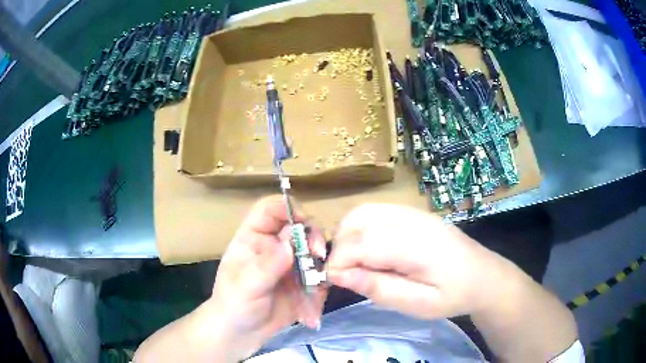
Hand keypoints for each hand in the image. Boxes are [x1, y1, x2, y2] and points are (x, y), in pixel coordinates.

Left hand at [207, 195, 326, 359]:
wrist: (243, 333)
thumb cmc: (234, 304)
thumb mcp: (246, 286)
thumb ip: (267, 266)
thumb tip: (290, 245)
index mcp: (254, 238)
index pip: (270, 210)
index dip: (287, 208)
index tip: (303, 221)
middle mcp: (275, 246)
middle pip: (300, 227)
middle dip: (312, 237)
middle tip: (318, 254)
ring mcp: (292, 264)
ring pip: (315, 250)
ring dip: (321, 263)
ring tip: (318, 285)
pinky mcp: (305, 282)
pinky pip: (320, 276)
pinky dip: (322, 287)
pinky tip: (312, 307)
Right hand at [326, 204, 510, 319]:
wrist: (483, 275)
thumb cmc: (453, 296)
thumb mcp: (418, 304)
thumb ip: (379, 288)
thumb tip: (338, 275)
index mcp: (416, 245)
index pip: (362, 243)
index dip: (338, 262)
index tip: (333, 282)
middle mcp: (411, 219)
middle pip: (357, 221)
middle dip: (340, 249)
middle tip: (345, 276)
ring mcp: (412, 212)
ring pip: (362, 212)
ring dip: (347, 236)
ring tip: (355, 264)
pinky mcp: (412, 212)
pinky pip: (374, 212)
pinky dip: (360, 228)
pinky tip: (369, 250)